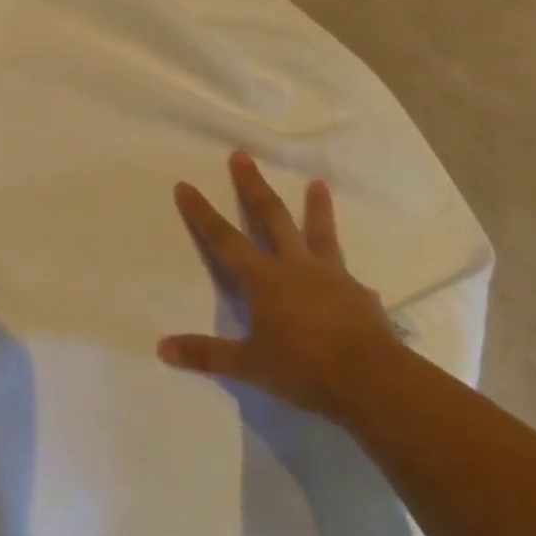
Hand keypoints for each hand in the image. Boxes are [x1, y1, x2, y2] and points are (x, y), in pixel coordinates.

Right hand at [160, 150, 404, 422]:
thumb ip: (207, 354)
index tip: (185, 184)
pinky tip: (349, 277)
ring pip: (319, 232)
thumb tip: (162, 348)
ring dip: (316, 206)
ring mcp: (331, 275)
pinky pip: (346, 274)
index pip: (224, 238)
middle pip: (270, 215)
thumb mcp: (249, 365)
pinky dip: (341, 269)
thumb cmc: (304, 368)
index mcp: (263, 278)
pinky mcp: (359, 293)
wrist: (373, 380)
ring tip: (319, 183)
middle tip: (242, 155)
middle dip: (253, 185)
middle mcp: (294, 266)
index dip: (202, 213)